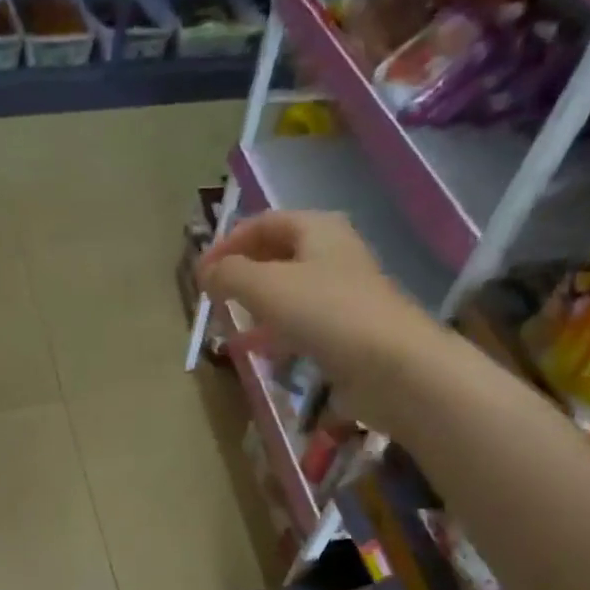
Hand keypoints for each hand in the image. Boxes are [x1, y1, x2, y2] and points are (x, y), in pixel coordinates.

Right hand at [198, 210, 443, 428]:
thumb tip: (205, 273)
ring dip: (254, 306)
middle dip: (241, 274)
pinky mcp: (345, 333)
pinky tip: (254, 351)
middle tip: (212, 297)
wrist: (390, 366)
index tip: (199, 273)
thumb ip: (228, 275)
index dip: (227, 243)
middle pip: (276, 256)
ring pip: (287, 293)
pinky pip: (300, 325)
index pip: (263, 223)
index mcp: (318, 229)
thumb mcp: (264, 286)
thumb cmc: (324, 313)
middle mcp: (332, 255)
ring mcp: (342, 296)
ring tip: (225, 325)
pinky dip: (273, 333)